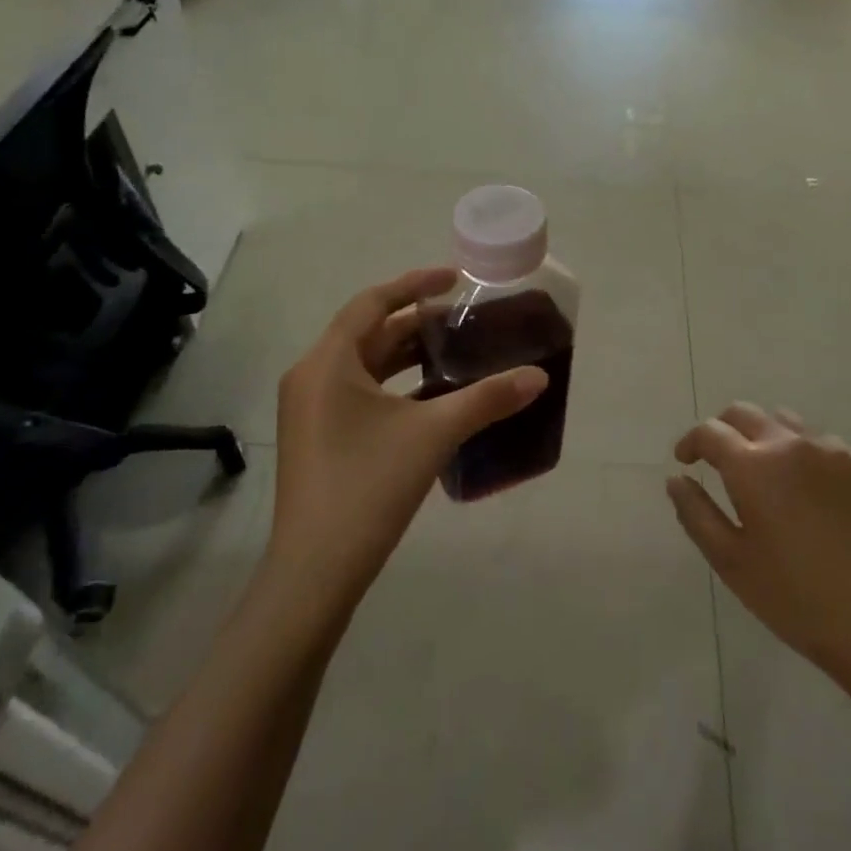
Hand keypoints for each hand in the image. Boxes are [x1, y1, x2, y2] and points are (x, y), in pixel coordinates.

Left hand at [265, 269, 547, 610]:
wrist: (315, 573)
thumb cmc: (368, 487)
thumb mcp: (434, 434)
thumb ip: (488, 399)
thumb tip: (539, 376)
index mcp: (328, 362)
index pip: (373, 302)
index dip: (415, 283)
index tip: (455, 278)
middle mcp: (312, 376)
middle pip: (369, 332)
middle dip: (417, 322)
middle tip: (465, 318)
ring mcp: (310, 409)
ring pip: (365, 365)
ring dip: (407, 355)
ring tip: (455, 351)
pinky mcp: (318, 437)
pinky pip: (359, 392)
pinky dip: (395, 386)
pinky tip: (433, 397)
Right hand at [667, 403, 850, 707]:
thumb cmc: (797, 601)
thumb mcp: (732, 563)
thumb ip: (696, 513)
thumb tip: (676, 478)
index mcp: (755, 467)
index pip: (710, 431)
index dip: (691, 442)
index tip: (686, 460)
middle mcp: (794, 444)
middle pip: (746, 413)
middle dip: (724, 429)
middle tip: (719, 460)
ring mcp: (837, 451)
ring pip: (789, 424)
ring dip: (768, 439)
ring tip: (770, 478)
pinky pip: (829, 448)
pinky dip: (809, 461)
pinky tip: (817, 500)